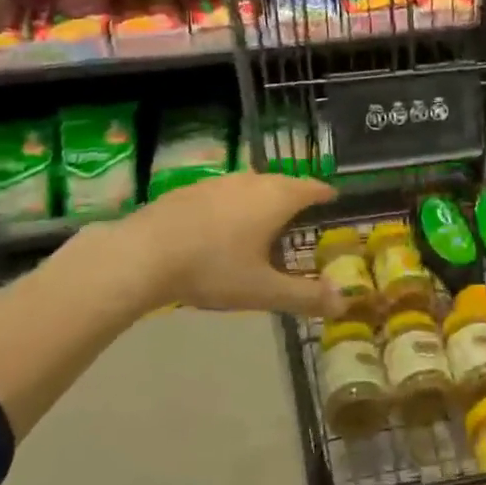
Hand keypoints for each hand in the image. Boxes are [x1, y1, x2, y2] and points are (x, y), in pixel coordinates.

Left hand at [54, 173, 340, 321]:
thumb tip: (343, 303)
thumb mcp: (262, 290)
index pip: (312, 188)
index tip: (333, 202)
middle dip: (296, 197)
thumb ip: (304, 296)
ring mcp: (219, 181)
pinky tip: (221, 227)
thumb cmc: (213, 269)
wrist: (142, 255)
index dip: (325, 195)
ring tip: (264, 221)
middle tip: (302, 217)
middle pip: (283, 183)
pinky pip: (225, 192)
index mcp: (277, 198)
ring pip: (252, 185)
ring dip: (263, 198)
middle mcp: (252, 181)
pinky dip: (234, 204)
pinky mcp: (191, 189)